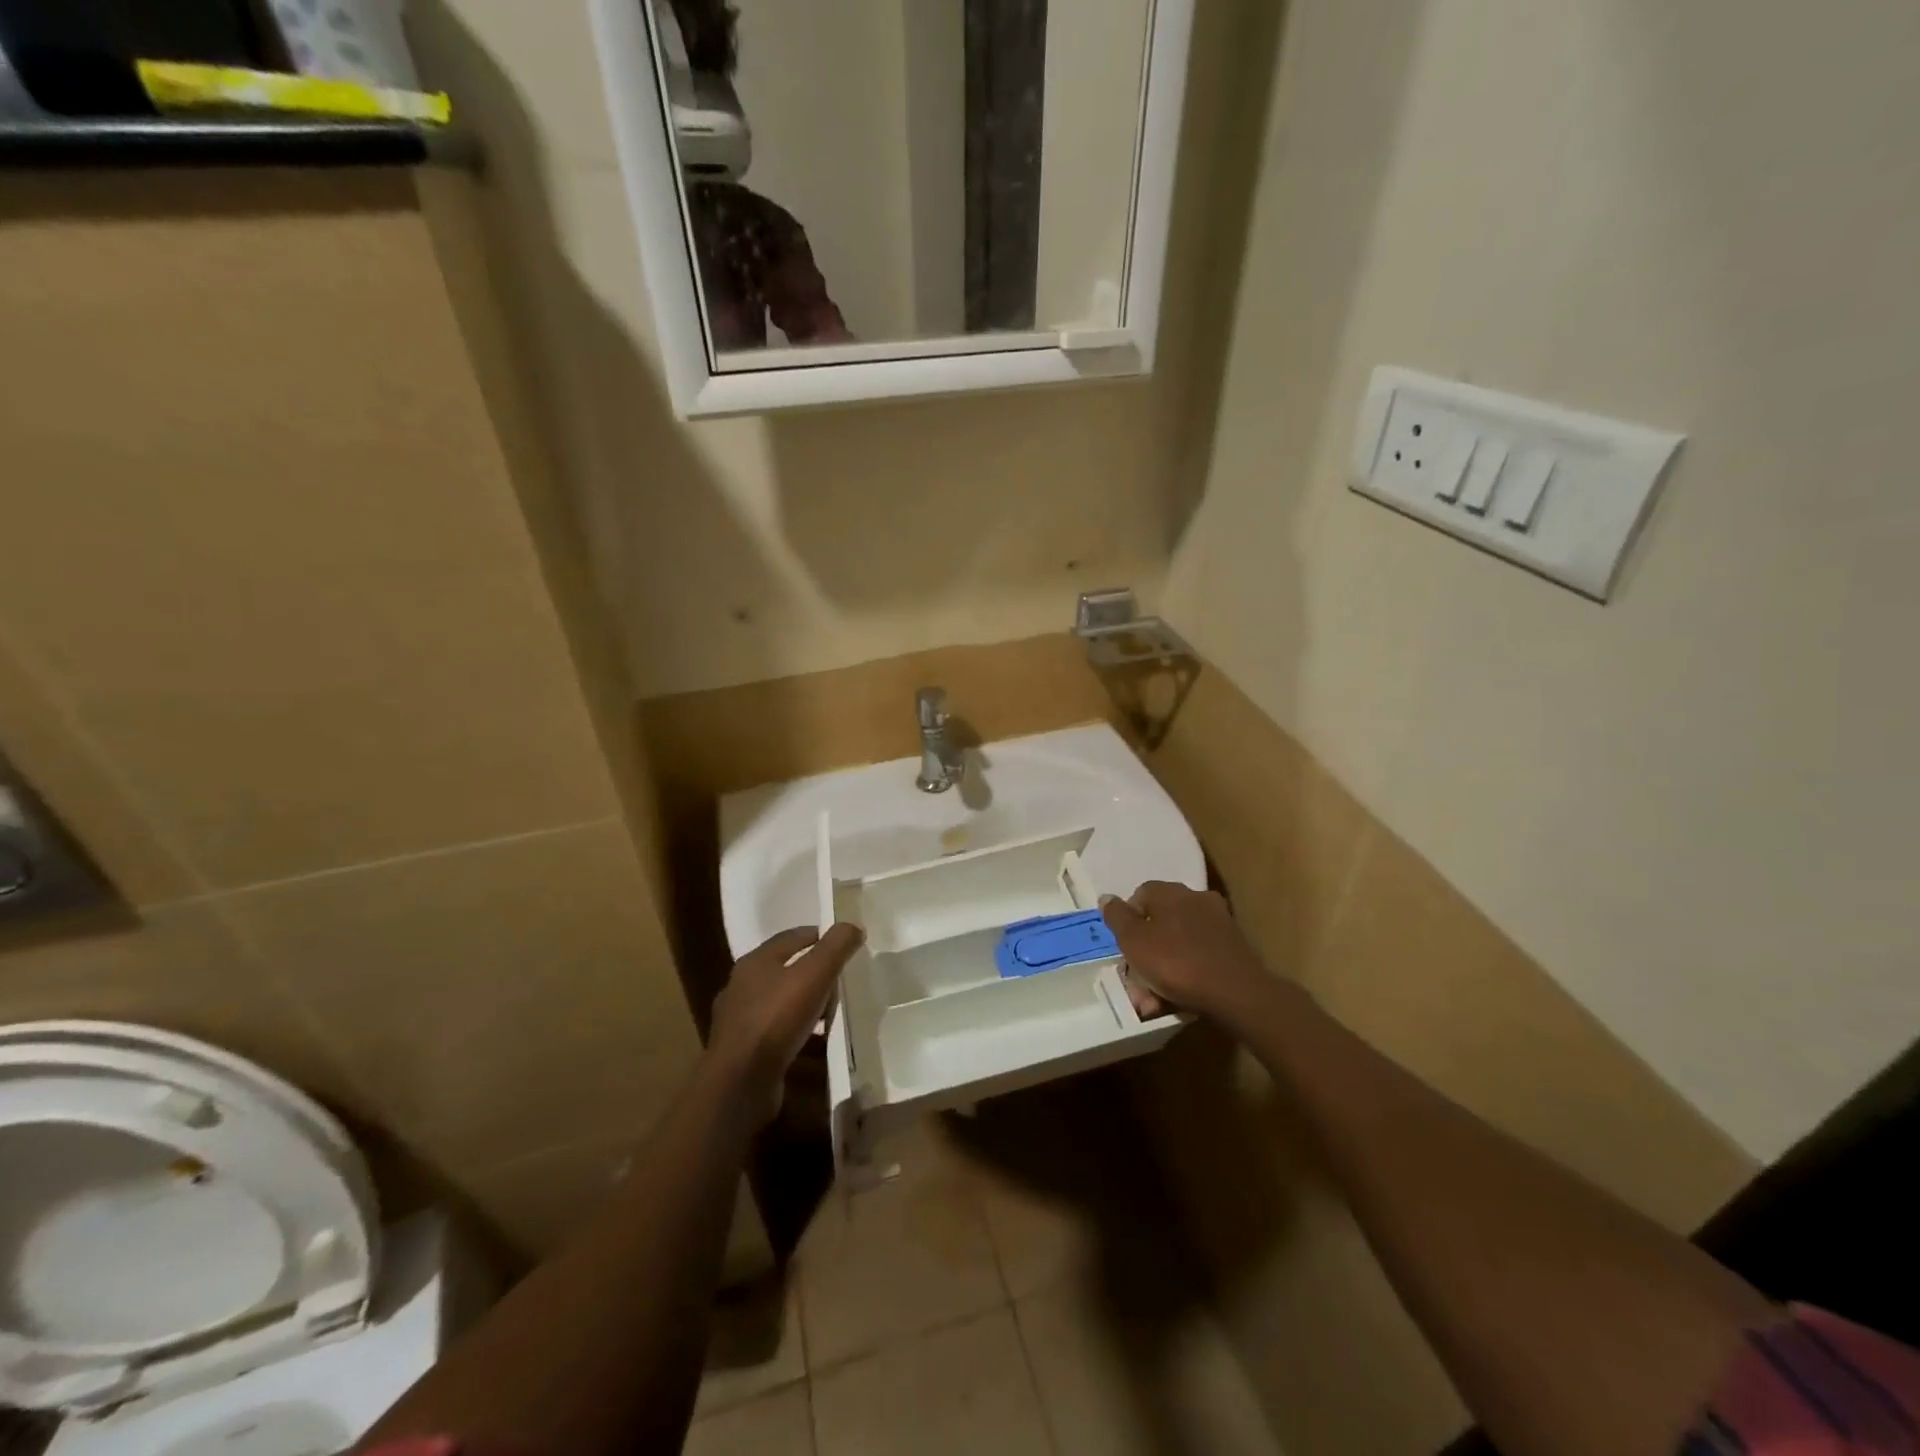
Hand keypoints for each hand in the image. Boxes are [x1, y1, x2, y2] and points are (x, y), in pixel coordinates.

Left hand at [708, 923, 863, 1124]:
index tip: (844, 943)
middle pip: (785, 968)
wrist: (740, 1082)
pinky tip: (813, 1041)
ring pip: (780, 1001)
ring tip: (830, 1013)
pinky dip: (796, 1030)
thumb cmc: (776, 1019)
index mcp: (755, 961)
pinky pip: (776, 1030)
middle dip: (814, 972)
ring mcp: (739, 1019)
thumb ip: (835, 948)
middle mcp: (742, 986)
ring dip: (805, 1004)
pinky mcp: (742, 1050)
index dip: (819, 936)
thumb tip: (852, 926)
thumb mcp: (814, 975)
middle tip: (840, 980)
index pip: (792, 937)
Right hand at [1101, 882, 1277, 1029]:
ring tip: (1155, 1000)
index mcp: (1170, 892)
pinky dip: (1187, 974)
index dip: (1128, 923)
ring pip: (1179, 943)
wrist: (1236, 993)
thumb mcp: (1133, 941)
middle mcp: (1195, 899)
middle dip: (1145, 952)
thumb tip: (1107, 897)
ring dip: (1164, 969)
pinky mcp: (1234, 948)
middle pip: (1160, 922)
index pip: (1140, 896)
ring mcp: (1218, 923)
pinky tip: (1180, 999)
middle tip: (1137, 982)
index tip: (1125, 949)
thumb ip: (1117, 917)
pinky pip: (1199, 957)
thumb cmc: (1176, 962)